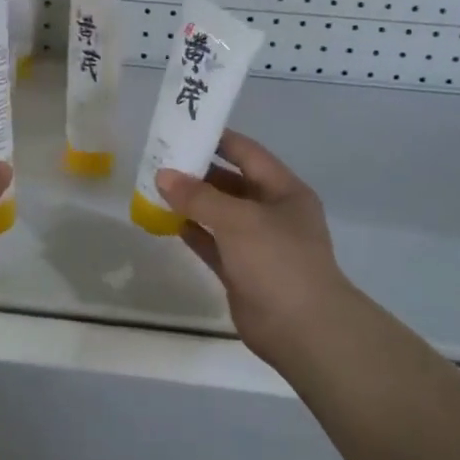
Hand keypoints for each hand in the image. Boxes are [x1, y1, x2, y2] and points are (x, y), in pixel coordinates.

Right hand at [156, 131, 356, 368]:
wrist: (303, 329)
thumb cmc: (277, 261)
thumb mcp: (238, 220)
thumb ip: (199, 196)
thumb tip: (163, 175)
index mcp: (284, 191)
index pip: (248, 154)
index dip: (218, 140)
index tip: (184, 130)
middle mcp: (273, 213)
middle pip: (231, 183)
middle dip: (199, 172)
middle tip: (161, 161)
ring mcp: (258, 244)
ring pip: (220, 214)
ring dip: (192, 203)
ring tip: (156, 188)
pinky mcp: (242, 271)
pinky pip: (214, 243)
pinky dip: (194, 232)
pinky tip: (169, 222)